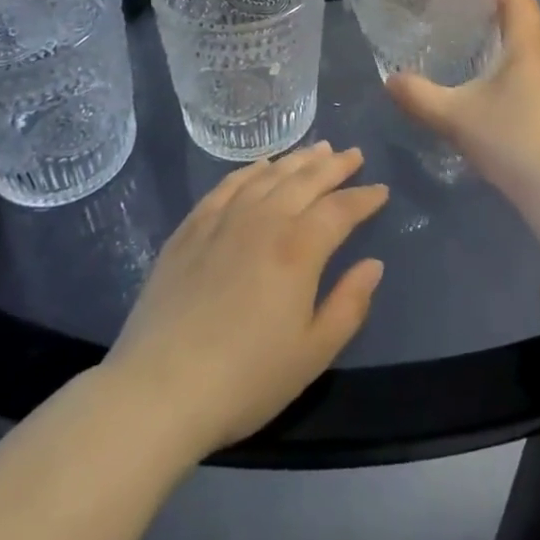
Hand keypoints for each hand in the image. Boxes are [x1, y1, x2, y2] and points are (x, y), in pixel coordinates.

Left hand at [103, 143, 388, 459]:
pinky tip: (260, 166)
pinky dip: (249, 170)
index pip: (341, 209)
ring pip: (269, 175)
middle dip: (335, 165)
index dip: (364, 198)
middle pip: (306, 179)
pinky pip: (227, 185)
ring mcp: (224, 220)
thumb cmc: (245, 379)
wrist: (158, 390)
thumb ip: (349, 305)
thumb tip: (373, 265)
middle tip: (353, 154)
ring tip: (317, 149)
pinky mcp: (190, 229)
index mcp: (299, 248)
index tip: (380, 190)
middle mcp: (264, 220)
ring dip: (297, 159)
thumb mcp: (312, 354)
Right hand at [387, 0, 539, 256]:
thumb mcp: (454, 117)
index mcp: (529, 45)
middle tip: (459, 28)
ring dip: (506, 52)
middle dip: (494, 20)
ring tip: (472, 63)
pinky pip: (539, 79)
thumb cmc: (509, 139)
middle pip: (525, 24)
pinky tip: (495, 102)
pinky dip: (517, 77)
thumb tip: (390, 80)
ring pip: (532, 54)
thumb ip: (418, 96)